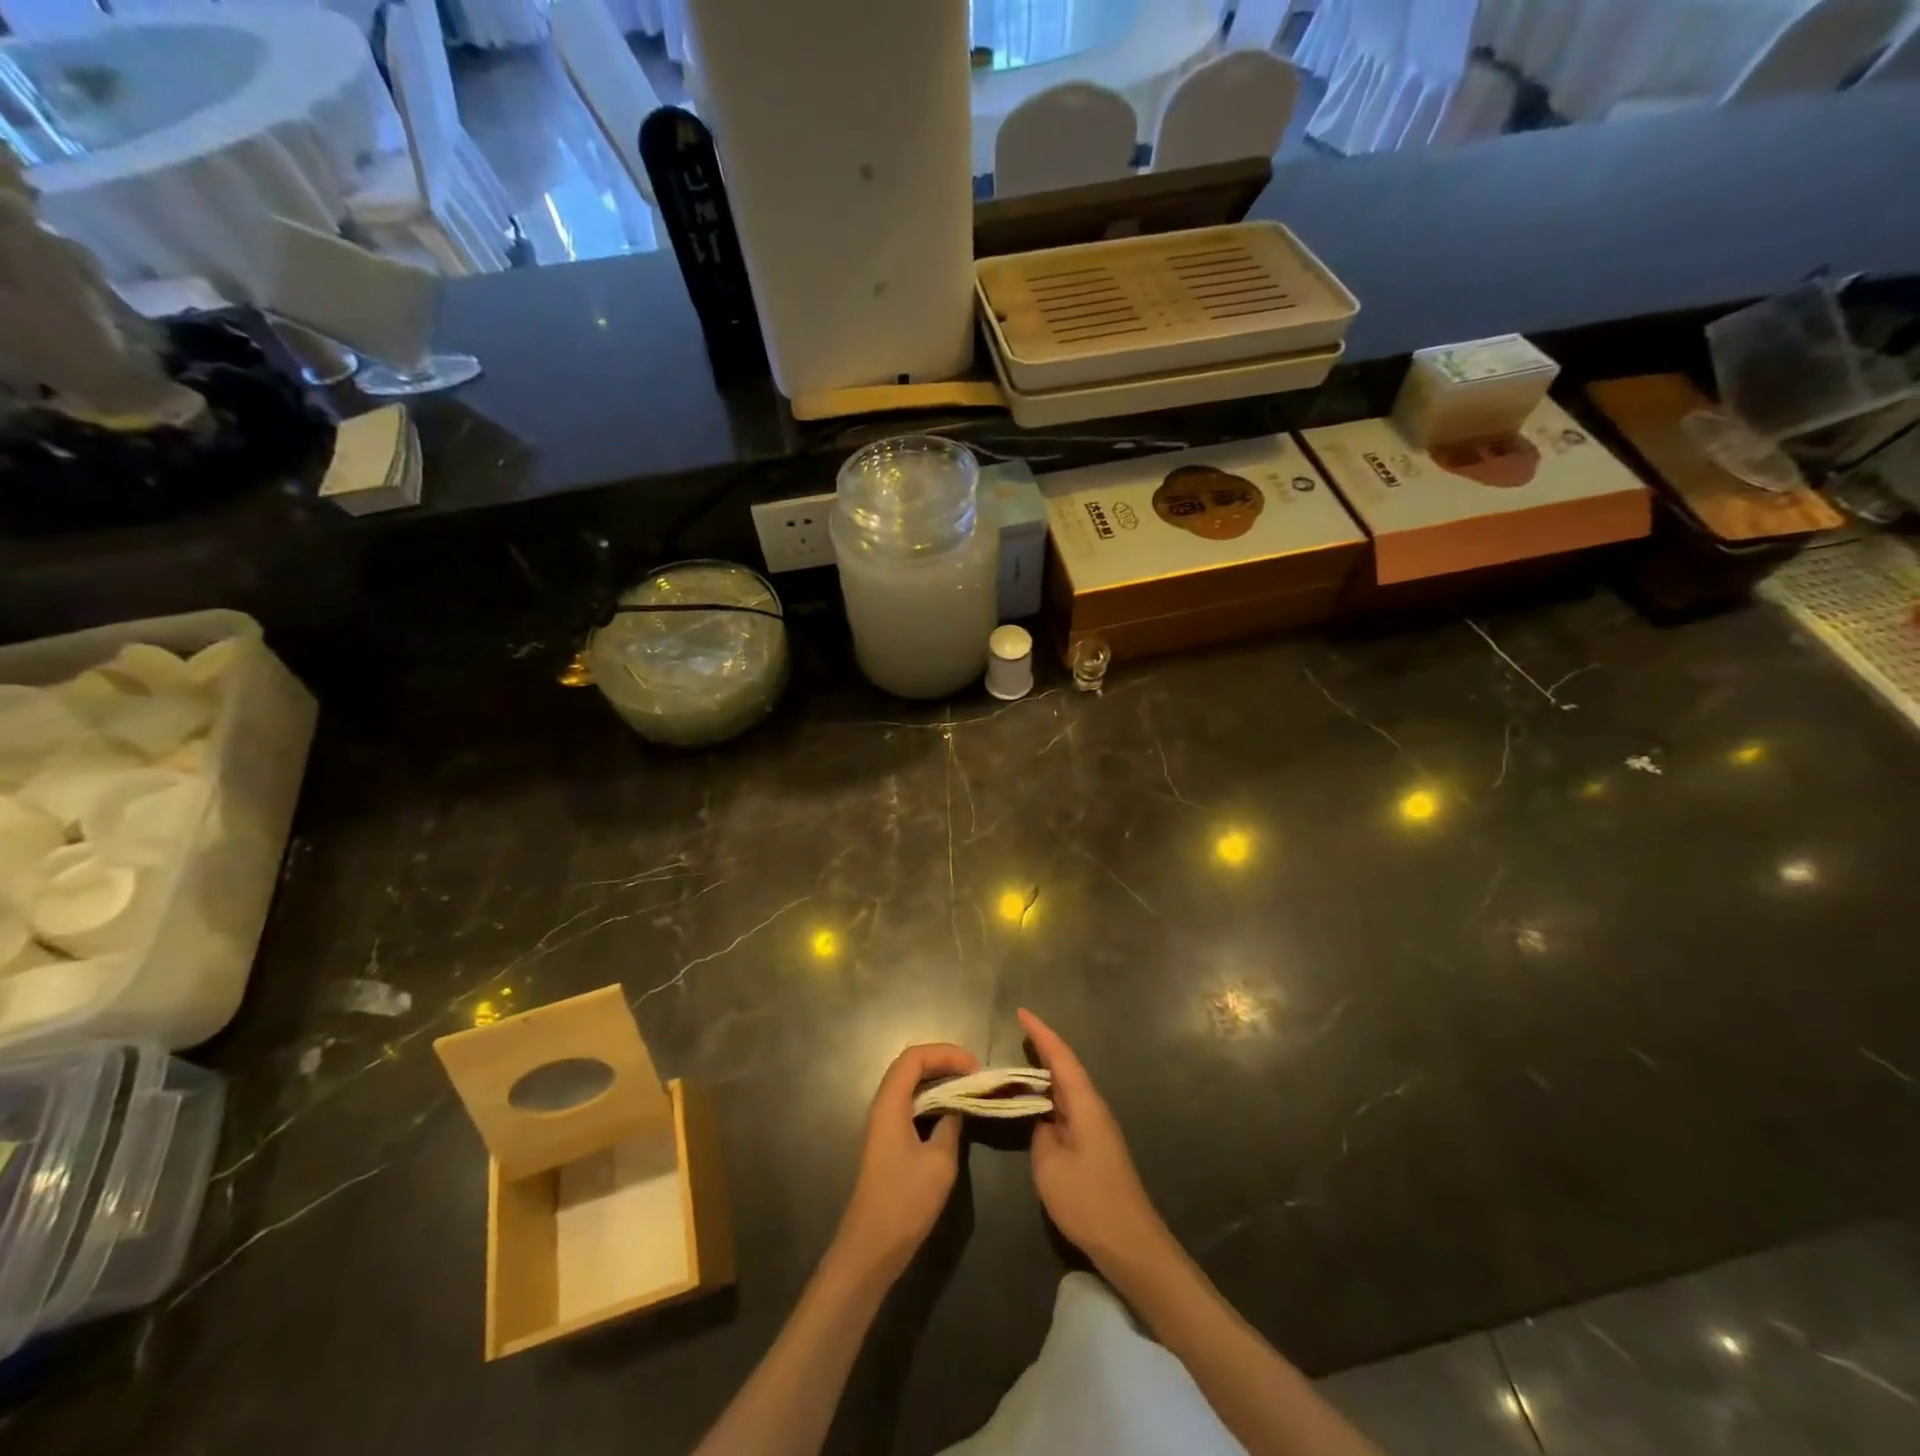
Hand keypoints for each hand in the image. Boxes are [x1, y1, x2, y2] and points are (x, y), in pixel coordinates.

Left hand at [832, 1042, 979, 1284]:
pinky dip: (932, 1101)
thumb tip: (957, 1108)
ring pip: (910, 1087)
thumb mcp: (939, 1161)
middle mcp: (882, 1106)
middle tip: (975, 1075)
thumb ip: (950, 1125)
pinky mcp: (887, 1142)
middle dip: (943, 1063)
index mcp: (890, 1103)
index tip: (974, 1066)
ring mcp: (882, 1125)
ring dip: (938, 1081)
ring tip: (968, 1089)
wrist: (871, 1248)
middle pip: (910, 1067)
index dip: (945, 1053)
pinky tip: (951, 1114)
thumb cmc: (905, 1201)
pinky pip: (910, 1106)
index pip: (914, 1057)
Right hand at [1020, 1008, 1173, 1279]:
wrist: (1131, 1244)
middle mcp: (1094, 1108)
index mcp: (1085, 1104)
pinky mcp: (1096, 1146)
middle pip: (1066, 1068)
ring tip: (1019, 1064)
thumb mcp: (1049, 1166)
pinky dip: (1051, 1097)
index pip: (1061, 1057)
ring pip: (1068, 1089)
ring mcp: (1097, 1128)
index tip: (1021, 1012)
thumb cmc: (1089, 1201)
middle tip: (1018, 1032)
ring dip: (1046, 1073)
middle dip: (1043, 1047)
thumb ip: (1040, 1134)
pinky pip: (1069, 1108)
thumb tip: (1041, 1120)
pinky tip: (1037, 1106)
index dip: (1041, 1033)